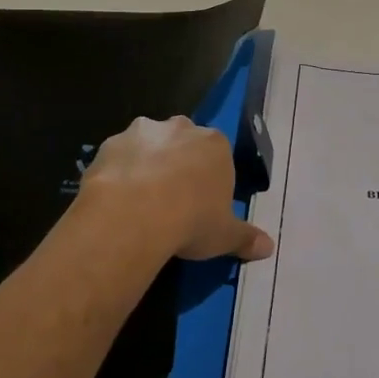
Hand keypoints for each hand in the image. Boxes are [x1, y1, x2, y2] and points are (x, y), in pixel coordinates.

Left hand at [80, 115, 274, 263]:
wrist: (134, 215)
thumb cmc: (191, 220)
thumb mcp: (225, 235)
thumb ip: (246, 238)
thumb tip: (268, 248)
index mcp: (215, 144)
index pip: (217, 155)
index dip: (209, 178)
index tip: (202, 204)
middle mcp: (181, 128)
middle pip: (183, 143)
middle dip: (178, 164)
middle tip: (171, 200)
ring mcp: (143, 132)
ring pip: (148, 145)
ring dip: (146, 164)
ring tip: (140, 202)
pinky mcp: (110, 144)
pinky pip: (118, 157)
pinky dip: (118, 173)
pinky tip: (116, 201)